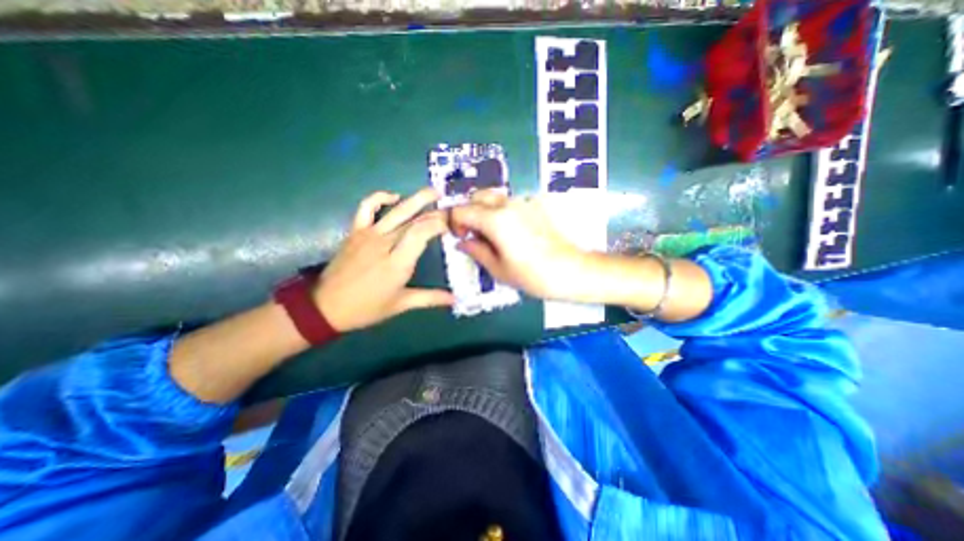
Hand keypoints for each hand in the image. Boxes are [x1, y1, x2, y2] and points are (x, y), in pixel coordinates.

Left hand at [314, 189, 454, 334]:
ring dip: (417, 199)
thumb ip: (430, 298)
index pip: (422, 232)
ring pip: (396, 211)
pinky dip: (380, 197)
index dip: (439, 224)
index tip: (453, 224)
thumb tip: (455, 299)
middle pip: (414, 220)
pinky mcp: (355, 231)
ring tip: (434, 191)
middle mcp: (385, 243)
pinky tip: (394, 197)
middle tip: (451, 207)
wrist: (326, 306)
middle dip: (435, 212)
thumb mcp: (401, 305)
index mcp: (398, 262)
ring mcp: (368, 234)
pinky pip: (367, 207)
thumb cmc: (367, 308)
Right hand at [451, 188, 591, 299]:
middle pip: (476, 196)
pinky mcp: (535, 206)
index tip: (461, 237)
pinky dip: (501, 211)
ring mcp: (523, 203)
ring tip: (491, 234)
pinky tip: (509, 231)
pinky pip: (510, 202)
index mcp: (494, 219)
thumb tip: (463, 242)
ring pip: (494, 197)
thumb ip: (476, 251)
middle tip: (473, 233)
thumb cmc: (531, 275)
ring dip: (485, 210)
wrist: (570, 270)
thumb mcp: (497, 268)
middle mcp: (508, 204)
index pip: (461, 210)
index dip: (454, 223)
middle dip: (469, 212)